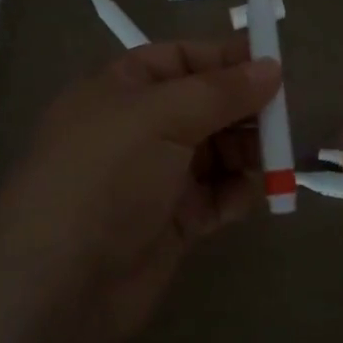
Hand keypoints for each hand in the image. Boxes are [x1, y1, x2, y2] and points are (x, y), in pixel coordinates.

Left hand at [0, 38, 281, 342]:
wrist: (58, 284)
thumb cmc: (105, 178)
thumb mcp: (159, 117)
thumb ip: (220, 91)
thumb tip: (272, 67)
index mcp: (123, 89)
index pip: (182, 59)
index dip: (227, 59)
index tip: (274, 66)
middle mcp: (140, 128)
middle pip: (207, 105)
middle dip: (246, 110)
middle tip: (284, 121)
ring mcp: (157, 177)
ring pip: (218, 151)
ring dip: (249, 153)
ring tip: (276, 161)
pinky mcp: (174, 221)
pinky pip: (218, 195)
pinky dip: (239, 193)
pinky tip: (255, 195)